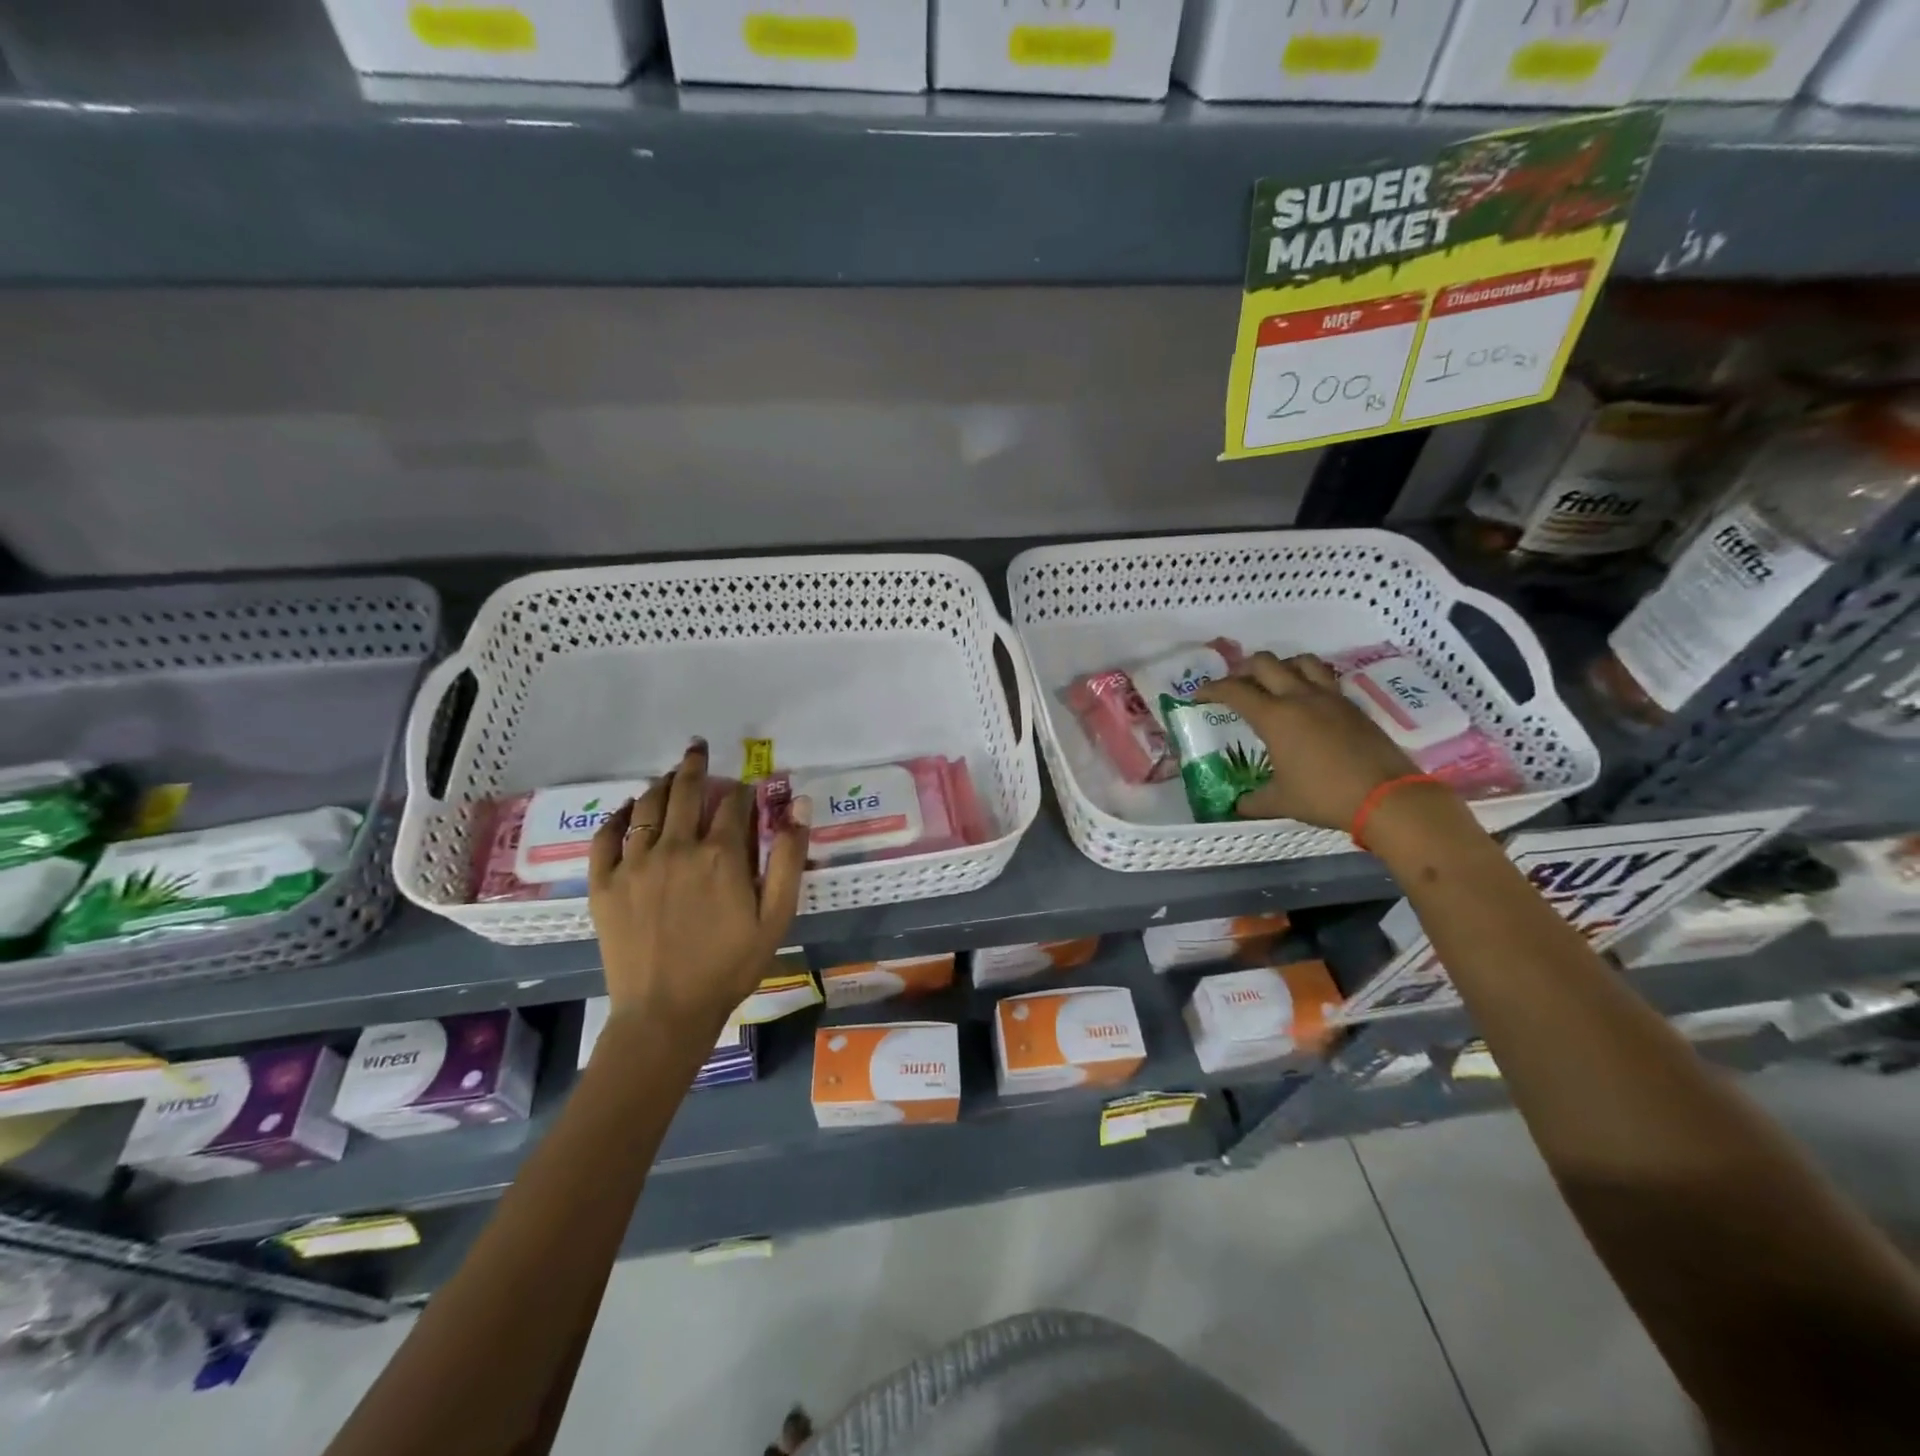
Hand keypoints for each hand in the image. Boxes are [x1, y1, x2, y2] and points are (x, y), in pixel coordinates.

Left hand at [587, 740, 809, 1036]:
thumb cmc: (730, 966)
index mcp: (721, 854)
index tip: (747, 786)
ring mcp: (635, 863)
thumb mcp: (776, 916)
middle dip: (696, 765)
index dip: (744, 790)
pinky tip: (628, 809)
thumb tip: (799, 804)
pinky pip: (607, 835)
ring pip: (647, 806)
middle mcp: (676, 847)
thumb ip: (790, 857)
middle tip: (698, 748)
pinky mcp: (604, 883)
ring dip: (662, 784)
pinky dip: (618, 815)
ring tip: (670, 774)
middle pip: (686, 791)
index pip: (734, 803)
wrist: (666, 1012)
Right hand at [1194, 652, 1419, 830]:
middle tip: (1236, 686)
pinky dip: (1308, 679)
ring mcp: (1330, 697)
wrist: (1386, 796)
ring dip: (1281, 666)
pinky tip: (1307, 701)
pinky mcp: (1352, 705)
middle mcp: (1299, 697)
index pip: (1234, 690)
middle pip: (1265, 663)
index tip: (1198, 695)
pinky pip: (1325, 677)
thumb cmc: (1325, 796)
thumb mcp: (1281, 802)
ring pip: (1300, 661)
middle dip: (1244, 670)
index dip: (1211, 689)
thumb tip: (1237, 806)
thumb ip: (1254, 801)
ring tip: (1274, 684)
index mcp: (1275, 717)